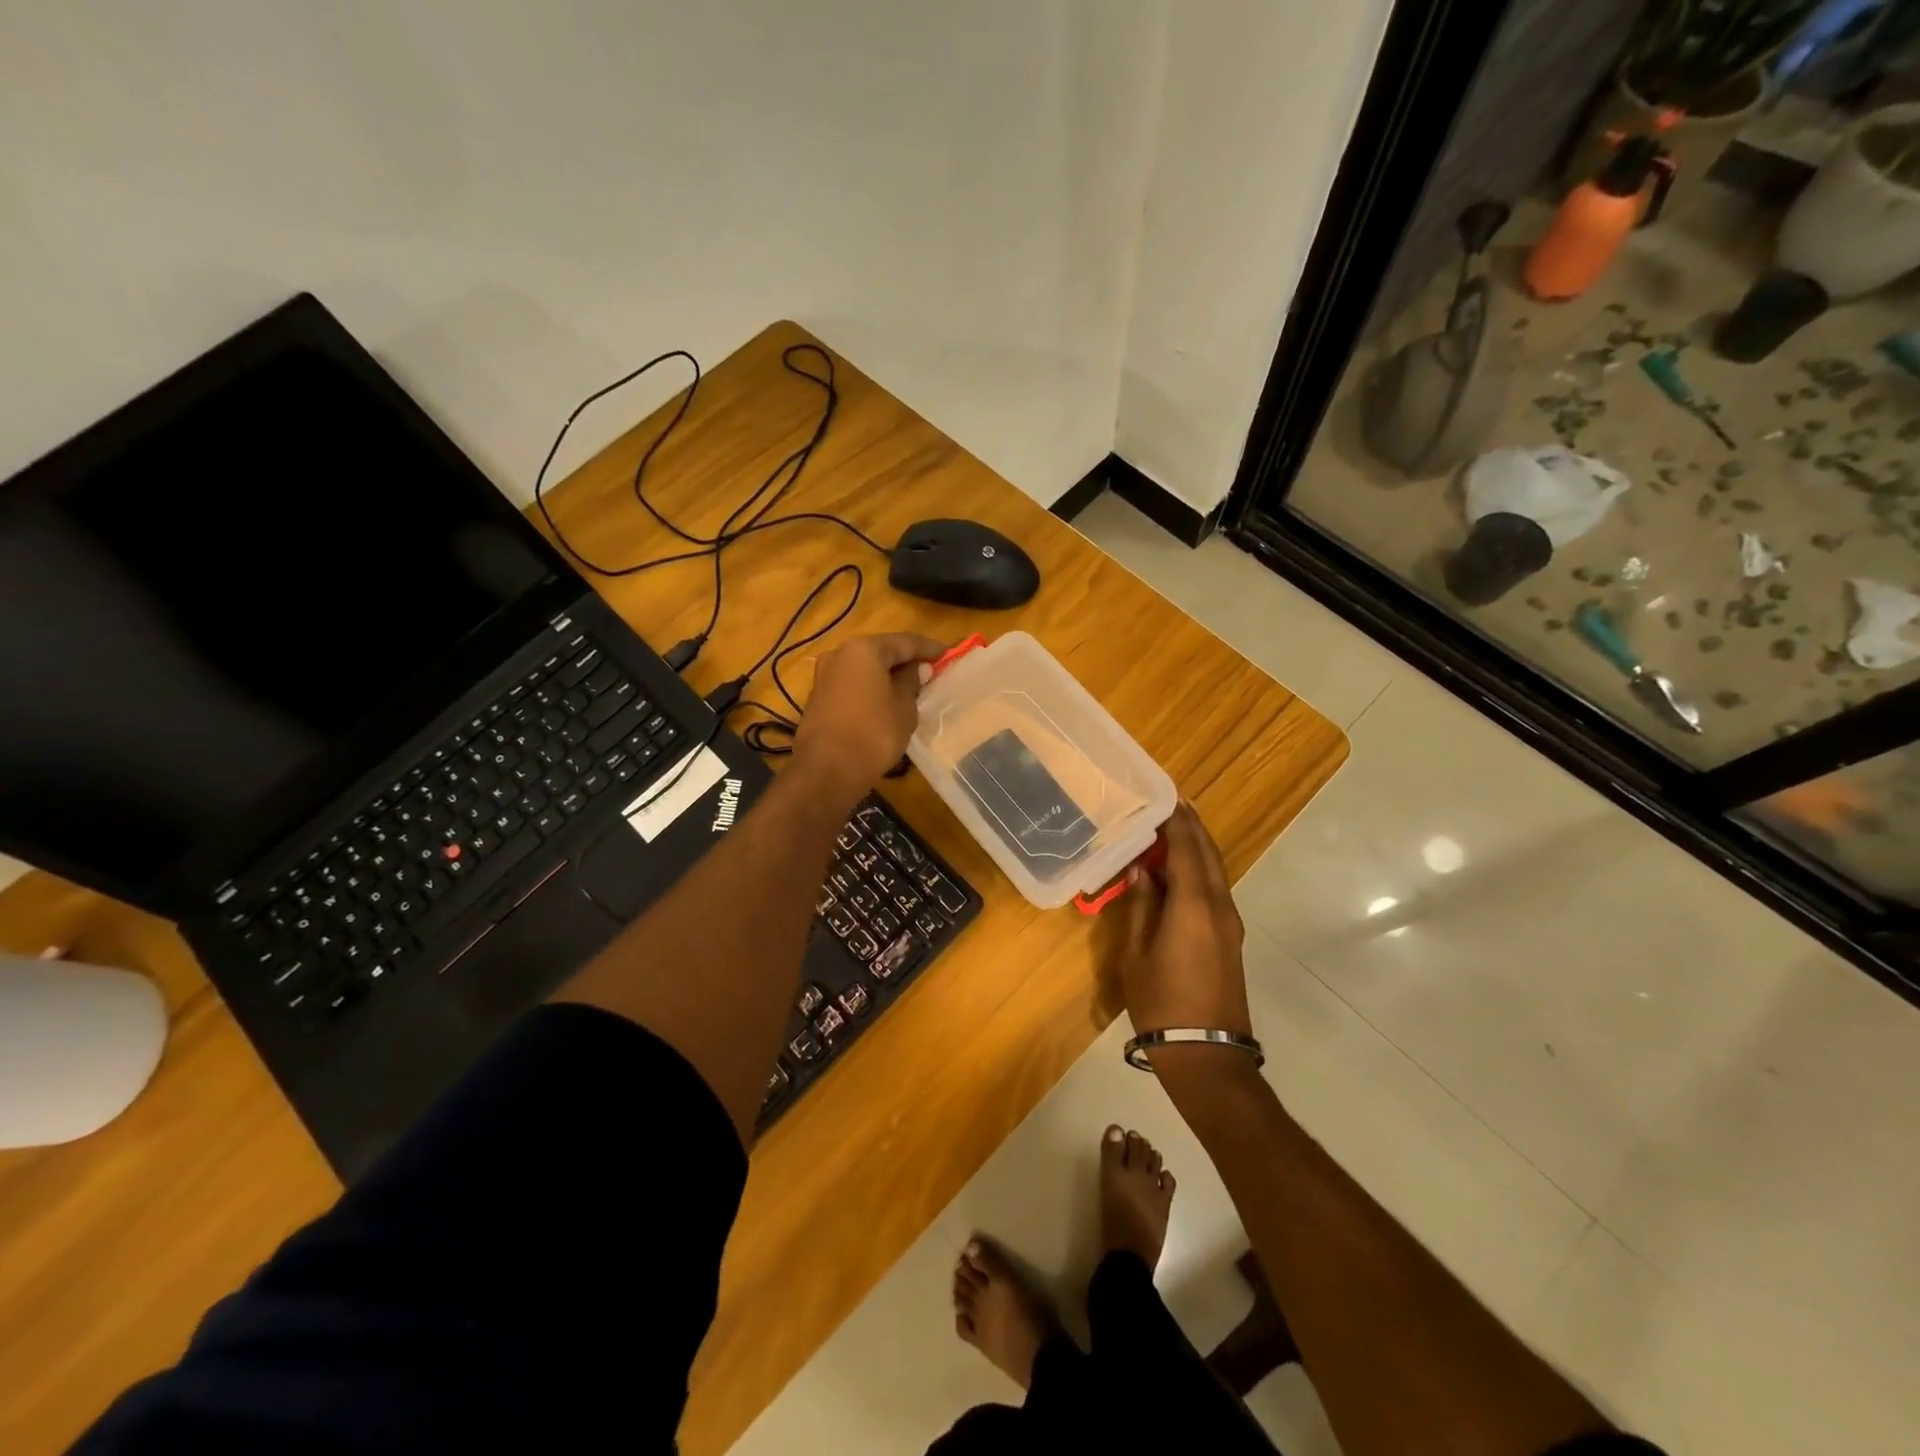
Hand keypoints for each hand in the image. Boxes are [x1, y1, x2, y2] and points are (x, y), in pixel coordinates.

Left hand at [794, 632, 945, 797]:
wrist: (827, 771)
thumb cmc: (874, 734)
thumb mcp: (904, 707)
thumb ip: (911, 682)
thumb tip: (916, 669)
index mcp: (864, 649)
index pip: (905, 642)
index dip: (929, 648)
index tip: (948, 654)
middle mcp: (839, 654)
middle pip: (880, 652)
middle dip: (905, 661)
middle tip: (930, 671)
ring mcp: (824, 677)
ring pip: (863, 669)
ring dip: (885, 676)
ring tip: (909, 688)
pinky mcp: (817, 699)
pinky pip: (851, 686)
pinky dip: (869, 690)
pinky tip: (884, 703)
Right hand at [1117, 802, 1252, 1041]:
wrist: (1207, 1054)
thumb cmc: (1162, 1004)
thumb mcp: (1137, 955)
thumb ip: (1141, 908)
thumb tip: (1142, 873)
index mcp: (1194, 906)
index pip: (1187, 848)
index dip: (1177, 819)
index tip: (1165, 794)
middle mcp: (1219, 906)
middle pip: (1209, 854)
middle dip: (1192, 826)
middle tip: (1171, 801)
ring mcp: (1230, 923)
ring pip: (1216, 871)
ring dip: (1197, 846)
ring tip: (1173, 828)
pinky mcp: (1230, 937)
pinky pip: (1216, 888)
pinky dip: (1200, 869)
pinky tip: (1181, 869)